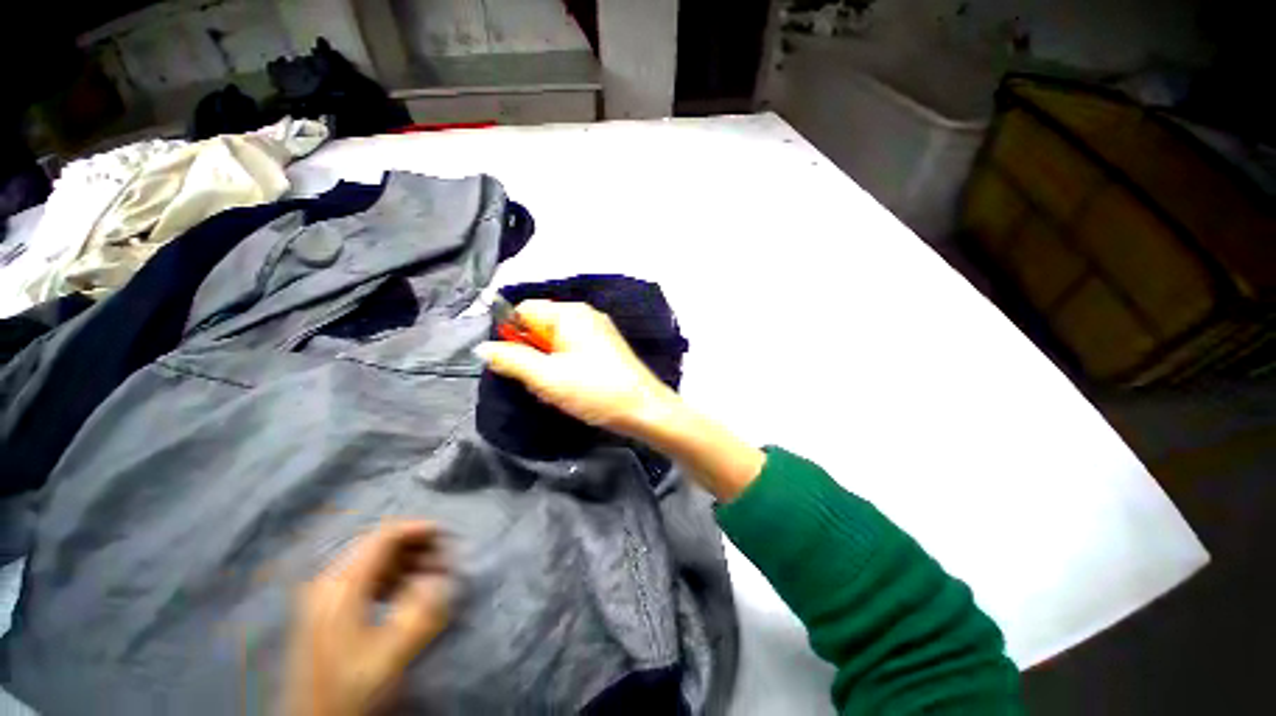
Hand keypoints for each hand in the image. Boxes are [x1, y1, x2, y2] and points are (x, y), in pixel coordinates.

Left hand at [283, 521, 453, 715]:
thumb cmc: (351, 685)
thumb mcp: (392, 653)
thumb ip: (422, 611)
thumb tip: (442, 578)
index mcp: (342, 585)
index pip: (384, 536)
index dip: (419, 529)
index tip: (447, 535)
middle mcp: (330, 580)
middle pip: (378, 544)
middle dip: (415, 546)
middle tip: (444, 560)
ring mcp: (324, 593)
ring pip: (372, 560)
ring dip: (405, 561)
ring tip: (431, 576)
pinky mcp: (326, 607)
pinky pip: (364, 576)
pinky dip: (391, 576)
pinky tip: (405, 592)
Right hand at [475, 300, 678, 437]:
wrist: (644, 409)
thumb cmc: (595, 391)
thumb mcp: (547, 377)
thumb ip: (512, 360)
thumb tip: (482, 347)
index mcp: (569, 314)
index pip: (523, 310)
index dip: (512, 334)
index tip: (516, 364)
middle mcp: (584, 315)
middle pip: (540, 326)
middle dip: (532, 354)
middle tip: (540, 381)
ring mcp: (598, 330)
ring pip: (555, 341)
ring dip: (548, 364)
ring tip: (557, 389)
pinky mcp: (605, 347)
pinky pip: (572, 350)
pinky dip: (565, 366)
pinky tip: (572, 387)